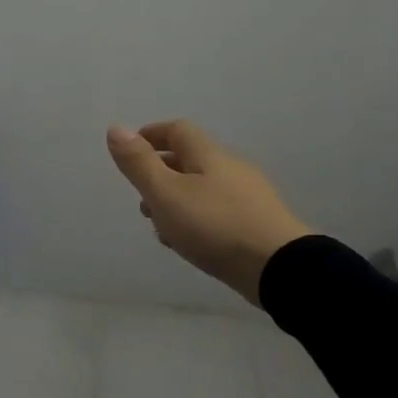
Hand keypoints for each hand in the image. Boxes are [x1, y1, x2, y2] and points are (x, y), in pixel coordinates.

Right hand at [106, 120, 311, 306]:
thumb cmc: (215, 225)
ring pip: (202, 189)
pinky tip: (188, 243)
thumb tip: (116, 128)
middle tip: (140, 196)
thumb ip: (139, 163)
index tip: (130, 151)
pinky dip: (196, 219)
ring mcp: (249, 197)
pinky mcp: (258, 224)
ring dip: (176, 200)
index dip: (151, 135)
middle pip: (190, 160)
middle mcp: (231, 169)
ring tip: (159, 226)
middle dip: (160, 173)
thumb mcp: (165, 193)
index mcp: (208, 155)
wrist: (281, 269)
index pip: (177, 130)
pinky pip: (218, 212)